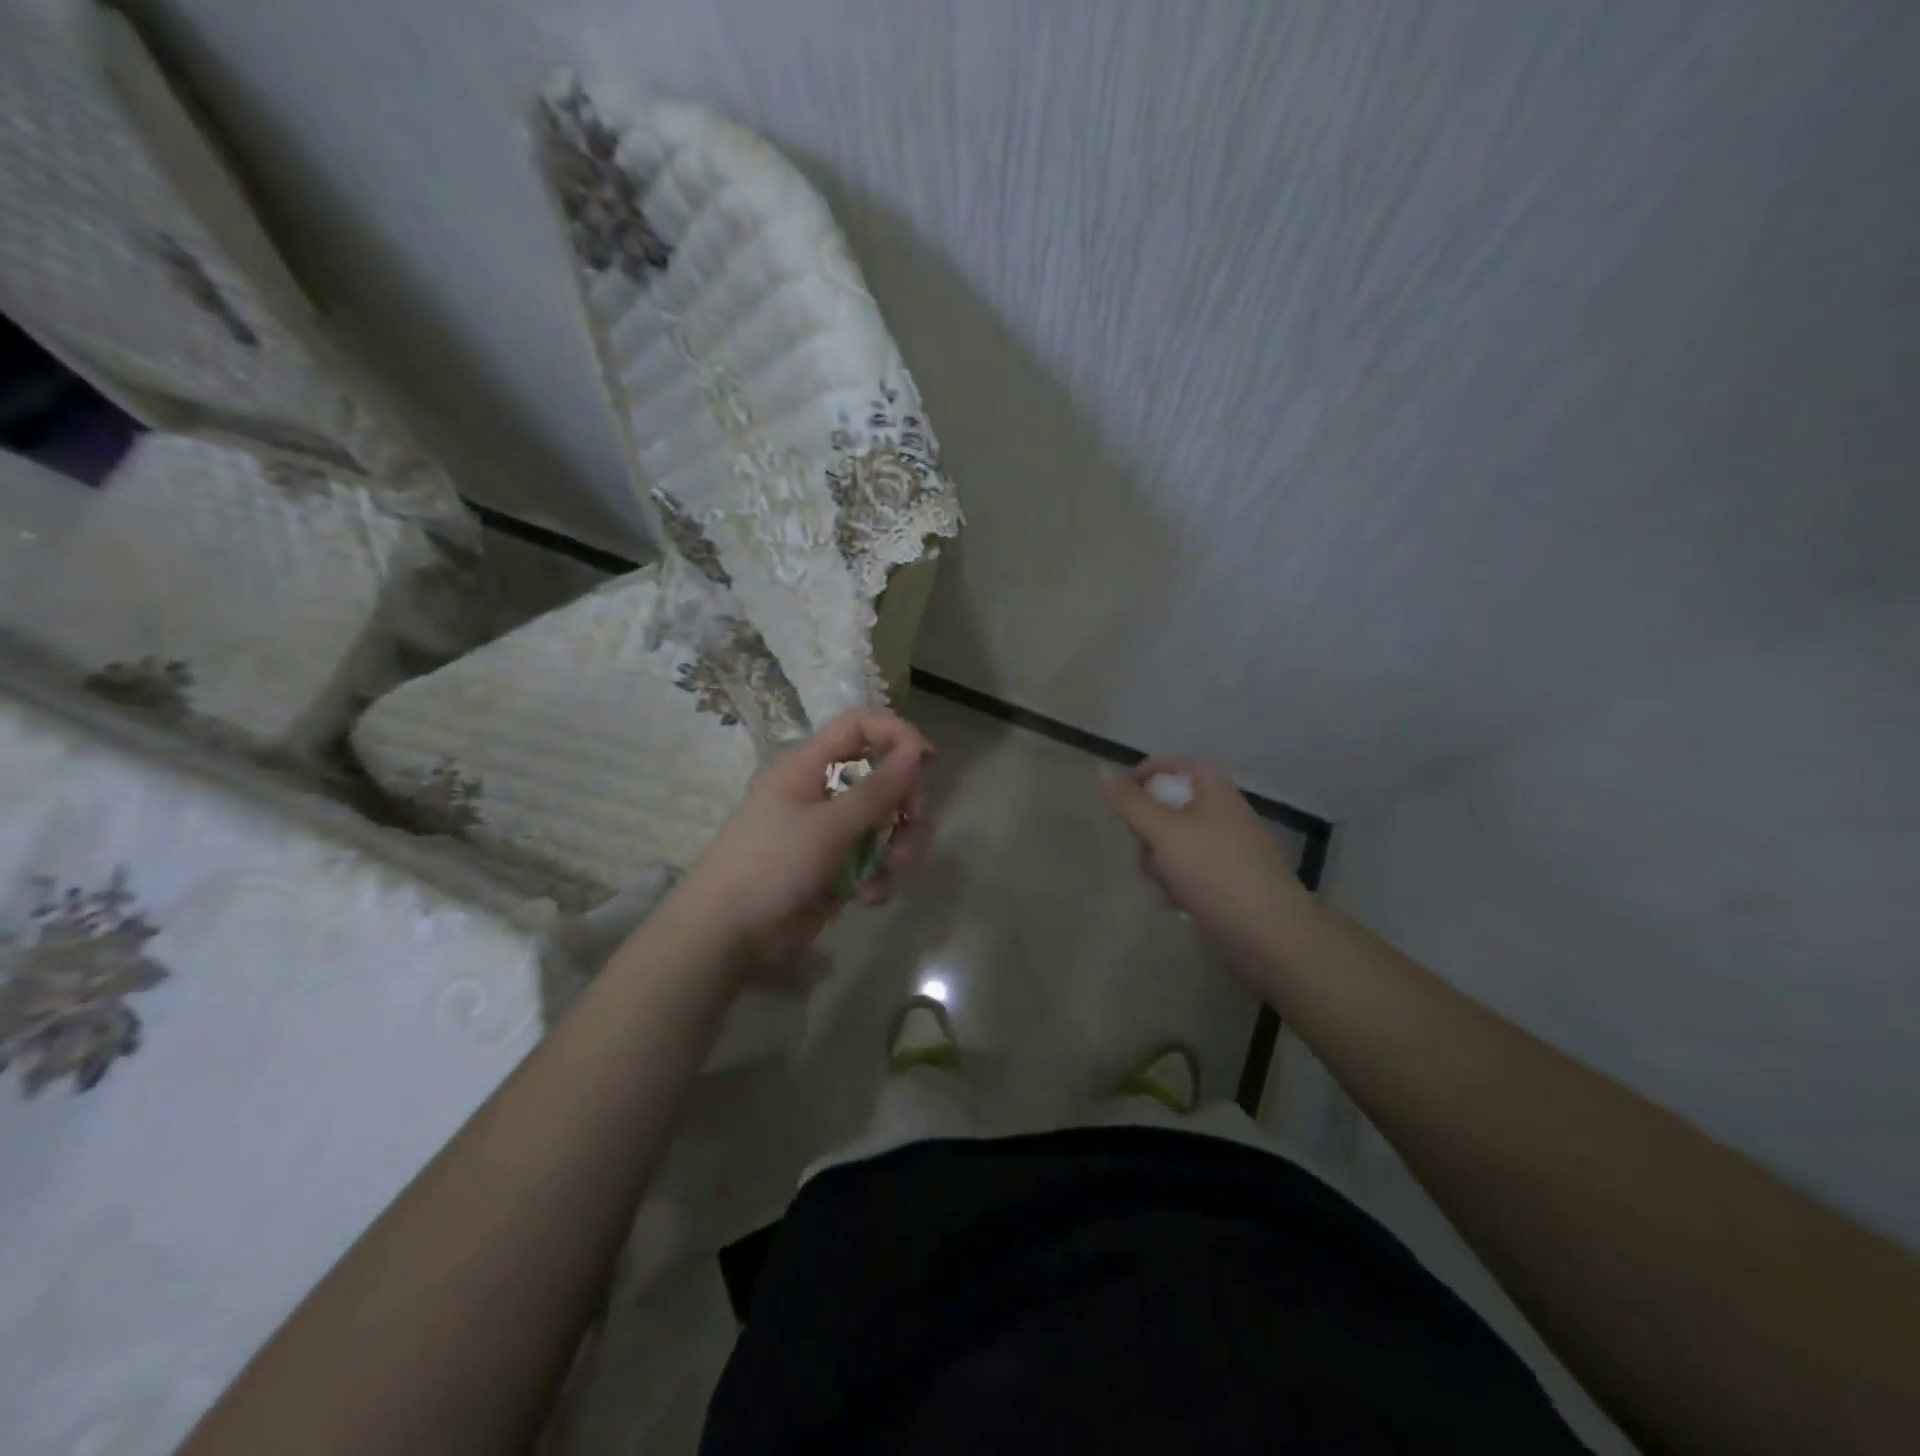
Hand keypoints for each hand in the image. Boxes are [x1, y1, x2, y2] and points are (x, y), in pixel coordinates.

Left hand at [671, 707, 932, 980]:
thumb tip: (917, 751)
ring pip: (884, 820)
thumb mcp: (829, 826)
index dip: (896, 734)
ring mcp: (828, 831)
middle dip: (905, 800)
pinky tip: (869, 897)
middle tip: (913, 825)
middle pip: (881, 775)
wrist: (725, 936)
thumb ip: (877, 789)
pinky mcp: (834, 867)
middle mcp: (821, 791)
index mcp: (809, 766)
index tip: (928, 761)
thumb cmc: (771, 866)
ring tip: (894, 868)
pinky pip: (872, 859)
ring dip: (899, 842)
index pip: (860, 726)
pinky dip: (879, 875)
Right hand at [1100, 757, 1311, 967]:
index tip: (1121, 798)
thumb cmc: (1216, 873)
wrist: (1271, 936)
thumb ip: (1131, 803)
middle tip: (1146, 847)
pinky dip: (1176, 883)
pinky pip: (1188, 873)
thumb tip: (1101, 769)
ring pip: (1174, 844)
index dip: (1147, 773)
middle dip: (1148, 829)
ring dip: (1159, 862)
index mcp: (1215, 792)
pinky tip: (1176, 903)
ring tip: (1165, 883)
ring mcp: (1226, 852)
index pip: (1177, 765)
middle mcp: (1222, 816)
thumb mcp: (1165, 833)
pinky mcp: (1226, 884)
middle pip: (1170, 807)